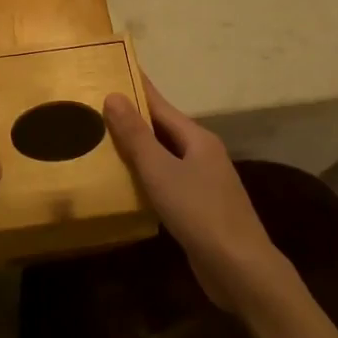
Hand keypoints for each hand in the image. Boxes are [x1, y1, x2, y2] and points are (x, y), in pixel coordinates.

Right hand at [103, 79, 282, 309]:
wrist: (240, 269)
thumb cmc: (199, 212)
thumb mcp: (160, 171)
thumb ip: (136, 135)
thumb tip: (113, 95)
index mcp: (197, 138)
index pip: (160, 104)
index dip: (137, 87)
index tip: (114, 68)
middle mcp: (202, 154)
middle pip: (163, 128)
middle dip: (133, 117)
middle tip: (97, 105)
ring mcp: (204, 182)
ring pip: (164, 156)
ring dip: (137, 148)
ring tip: (103, 140)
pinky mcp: (199, 209)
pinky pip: (167, 181)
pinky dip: (146, 176)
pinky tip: (127, 182)